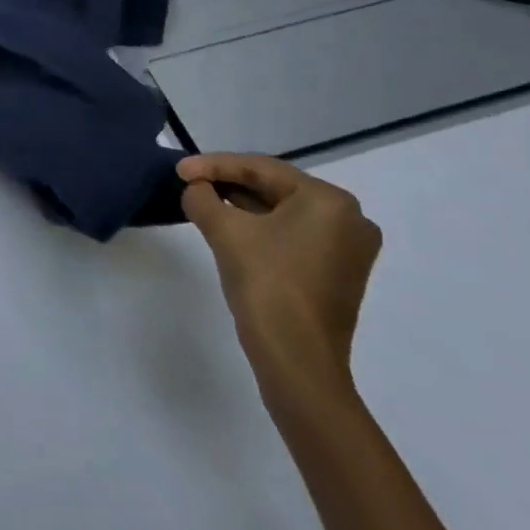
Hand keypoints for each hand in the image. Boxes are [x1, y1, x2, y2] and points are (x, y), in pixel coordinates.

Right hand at [178, 154, 380, 405]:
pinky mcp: (338, 273)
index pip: (261, 169)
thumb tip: (195, 188)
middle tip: (190, 182)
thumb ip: (203, 197)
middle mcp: (349, 219)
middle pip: (275, 188)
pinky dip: (261, 228)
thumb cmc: (267, 286)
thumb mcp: (225, 231)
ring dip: (242, 206)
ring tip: (203, 200)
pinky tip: (230, 226)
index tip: (179, 169)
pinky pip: (293, 235)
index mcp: (329, 201)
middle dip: (229, 184)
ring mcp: (348, 249)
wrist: (297, 363)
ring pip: (283, 212)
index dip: (214, 165)